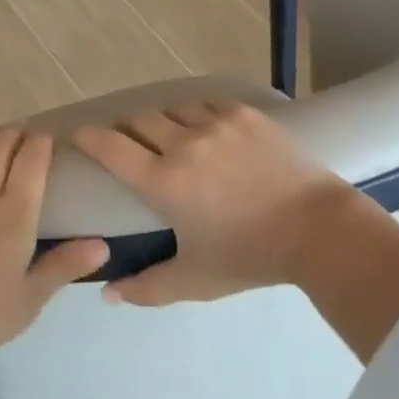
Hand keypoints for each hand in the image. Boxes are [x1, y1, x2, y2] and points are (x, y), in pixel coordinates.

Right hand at [73, 101, 369, 306]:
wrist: (318, 230)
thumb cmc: (251, 257)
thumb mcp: (196, 279)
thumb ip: (147, 288)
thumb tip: (107, 294)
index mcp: (164, 182)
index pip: (110, 147)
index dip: (88, 137)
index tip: (79, 137)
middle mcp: (182, 143)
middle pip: (138, 120)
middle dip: (128, 130)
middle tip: (132, 146)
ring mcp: (215, 123)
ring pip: (172, 109)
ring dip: (164, 122)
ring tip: (172, 138)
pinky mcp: (243, 114)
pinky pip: (206, 104)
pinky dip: (198, 116)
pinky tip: (208, 132)